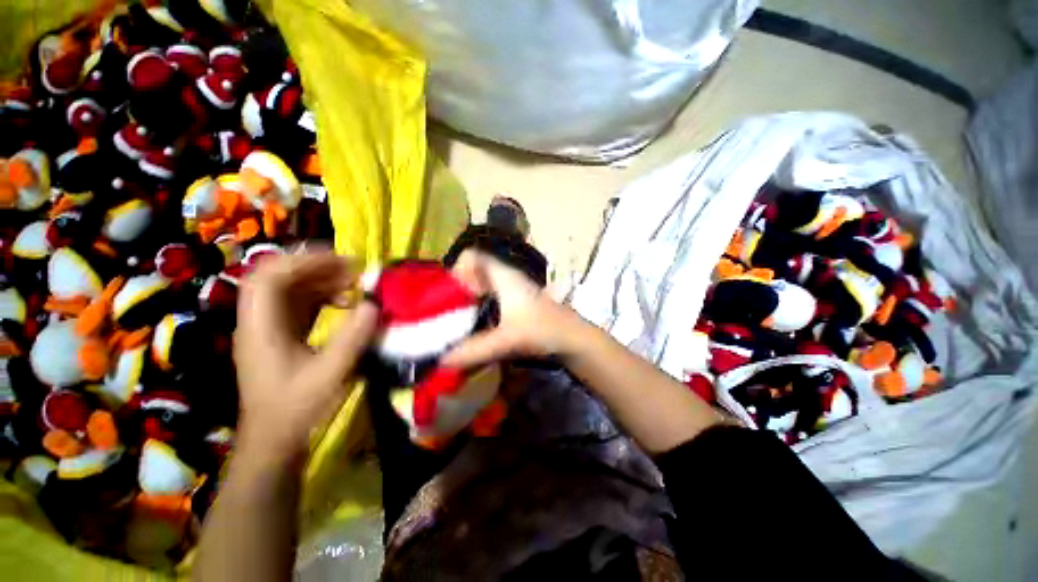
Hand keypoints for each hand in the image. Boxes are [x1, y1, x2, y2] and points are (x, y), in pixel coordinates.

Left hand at [234, 252, 377, 457]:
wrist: (275, 440)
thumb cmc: (297, 409)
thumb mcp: (330, 374)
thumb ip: (353, 337)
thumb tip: (374, 304)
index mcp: (261, 328)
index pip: (269, 277)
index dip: (303, 261)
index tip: (341, 261)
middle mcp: (259, 321)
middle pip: (279, 277)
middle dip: (317, 266)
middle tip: (354, 269)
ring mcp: (269, 327)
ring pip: (291, 289)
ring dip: (323, 280)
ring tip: (354, 282)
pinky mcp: (281, 335)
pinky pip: (300, 303)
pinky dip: (324, 296)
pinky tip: (346, 302)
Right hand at [442, 250, 586, 368]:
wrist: (572, 337)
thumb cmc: (542, 330)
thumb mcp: (506, 340)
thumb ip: (474, 350)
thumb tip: (442, 360)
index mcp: (503, 275)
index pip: (475, 255)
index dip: (457, 267)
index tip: (447, 290)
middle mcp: (508, 276)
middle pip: (477, 270)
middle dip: (459, 285)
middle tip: (446, 307)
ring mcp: (515, 287)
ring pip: (485, 282)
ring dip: (470, 295)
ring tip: (457, 316)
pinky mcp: (519, 300)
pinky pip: (493, 294)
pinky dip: (482, 303)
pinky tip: (478, 322)